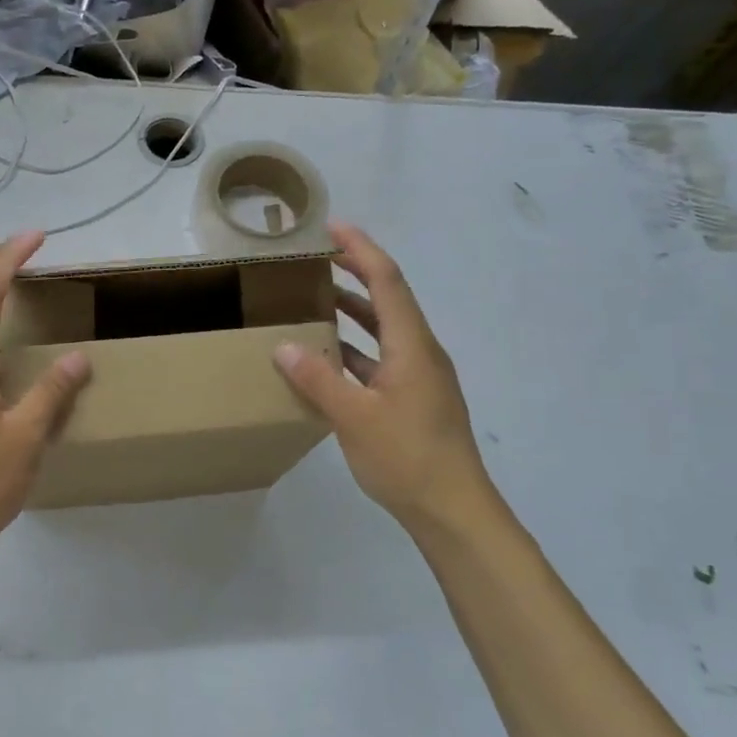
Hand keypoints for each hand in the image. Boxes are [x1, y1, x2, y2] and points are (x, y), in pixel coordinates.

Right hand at [273, 223, 497, 537]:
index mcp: (412, 345)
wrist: (453, 510)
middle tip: (317, 257)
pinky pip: (380, 359)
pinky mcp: (413, 400)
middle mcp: (419, 351)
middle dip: (355, 272)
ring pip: (383, 330)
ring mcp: (419, 377)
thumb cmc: (407, 457)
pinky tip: (326, 359)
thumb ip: (317, 379)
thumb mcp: (353, 417)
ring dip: (353, 311)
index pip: (386, 280)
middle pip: (388, 298)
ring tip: (314, 300)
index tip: (332, 227)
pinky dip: (354, 349)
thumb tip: (283, 346)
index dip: (360, 250)